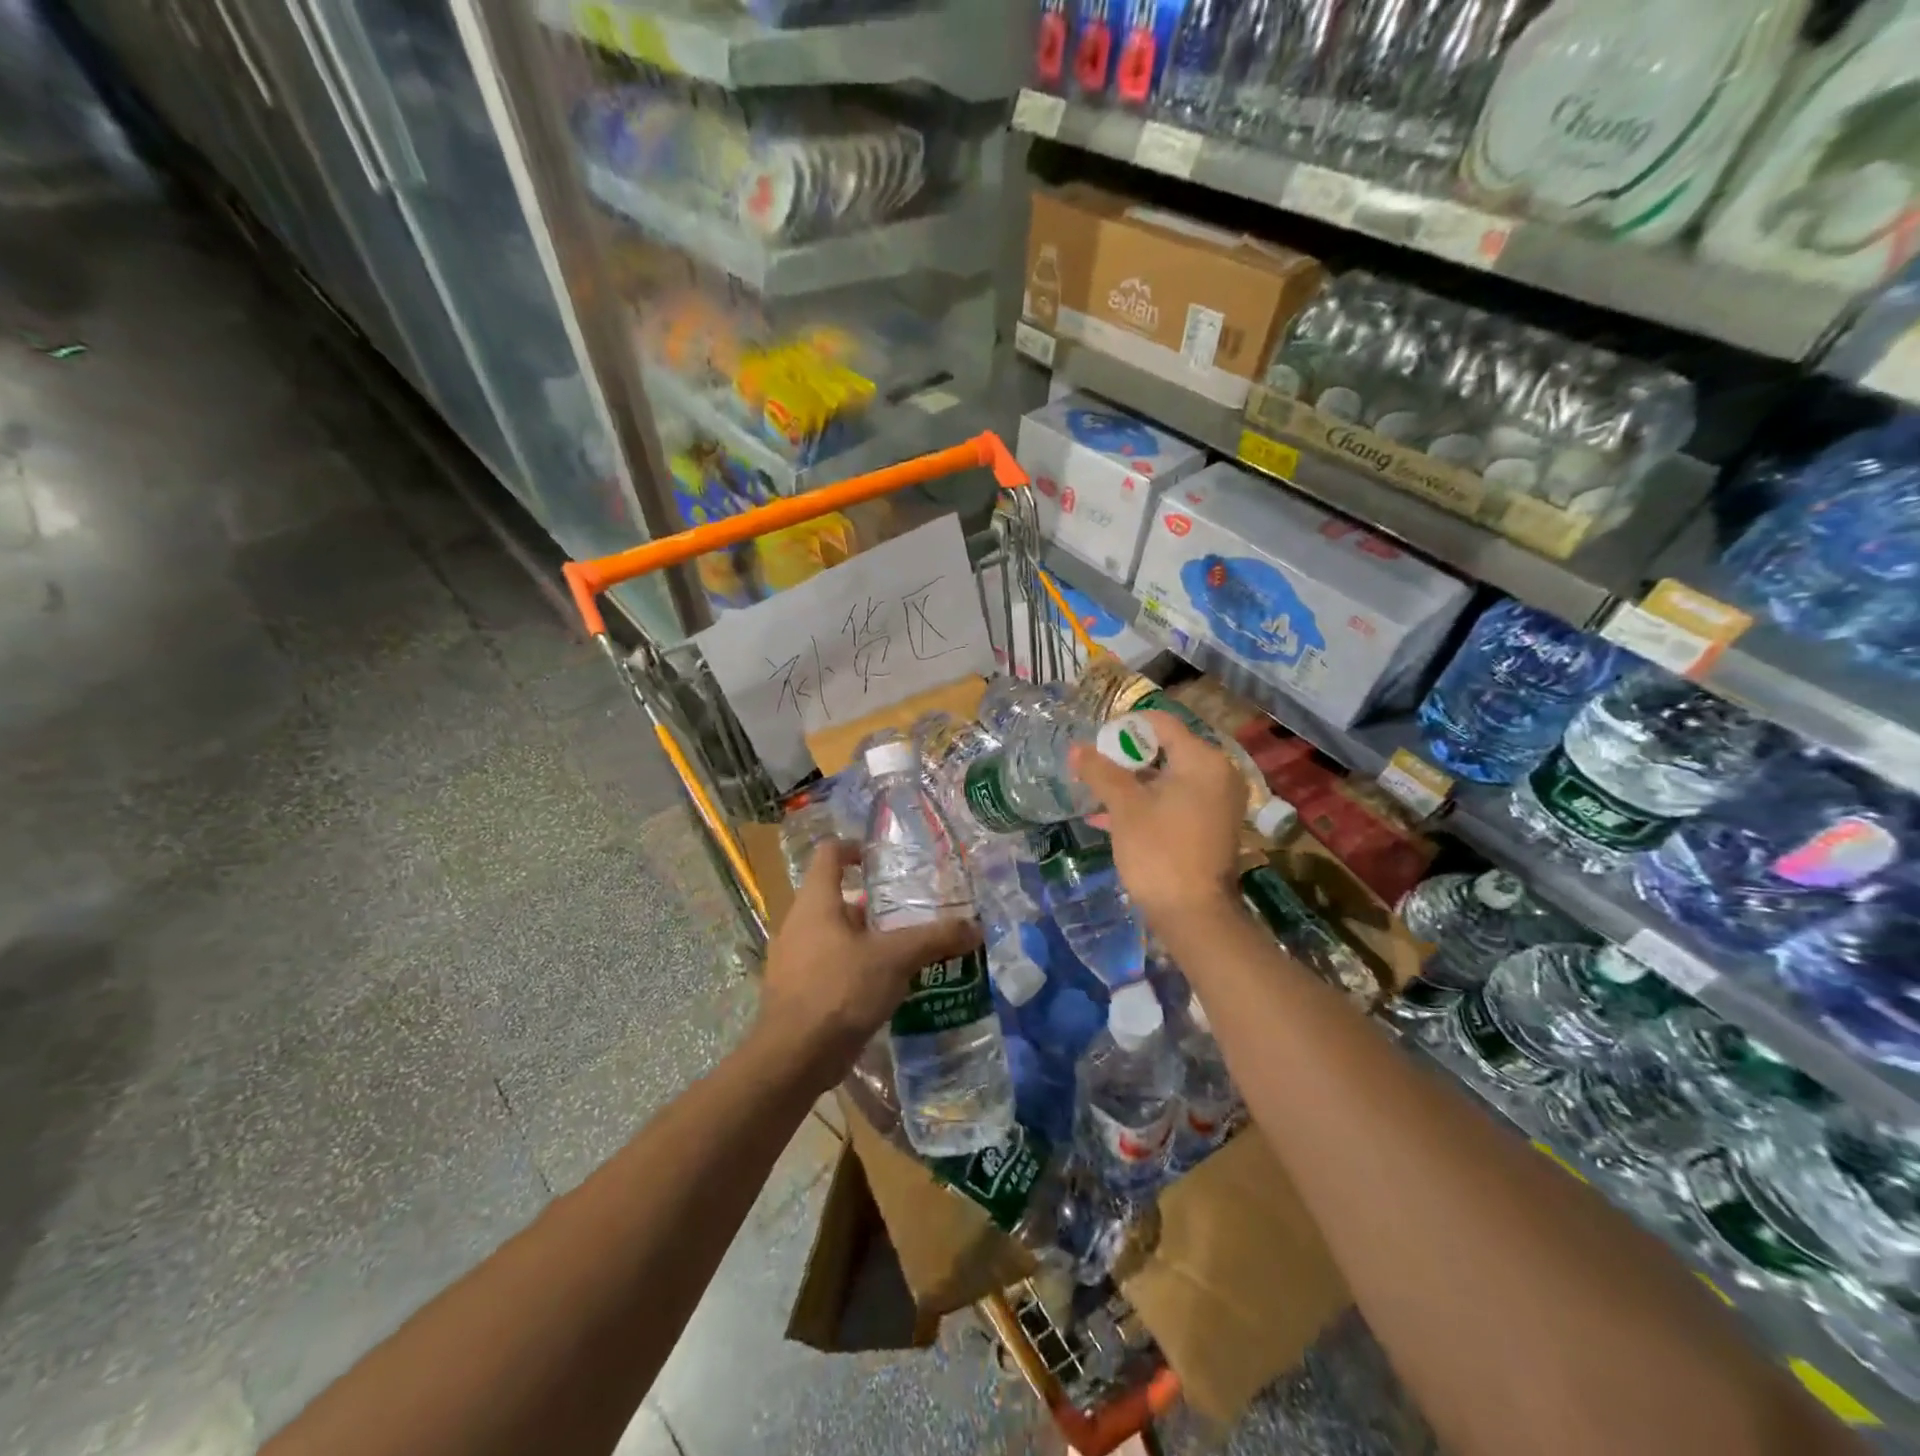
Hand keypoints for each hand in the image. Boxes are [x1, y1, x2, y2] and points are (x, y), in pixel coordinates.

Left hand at [753, 840, 978, 1091]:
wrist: (793, 1057)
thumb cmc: (840, 990)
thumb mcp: (895, 959)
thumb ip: (935, 939)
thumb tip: (975, 927)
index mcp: (816, 902)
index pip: (829, 854)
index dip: (855, 848)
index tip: (882, 859)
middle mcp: (798, 923)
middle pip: (836, 897)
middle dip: (873, 904)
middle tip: (909, 912)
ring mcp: (793, 958)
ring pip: (834, 934)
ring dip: (866, 938)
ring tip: (904, 950)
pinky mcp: (797, 990)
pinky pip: (829, 965)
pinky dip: (855, 967)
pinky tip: (884, 986)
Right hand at [1071, 709, 1244, 929]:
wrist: (1193, 914)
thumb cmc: (1159, 851)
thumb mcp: (1124, 807)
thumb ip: (1100, 772)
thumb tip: (1076, 748)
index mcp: (1203, 760)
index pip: (1161, 724)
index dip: (1125, 727)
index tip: (1096, 741)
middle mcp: (1218, 774)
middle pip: (1165, 750)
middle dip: (1124, 758)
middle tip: (1093, 767)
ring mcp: (1217, 803)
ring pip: (1167, 779)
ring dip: (1131, 784)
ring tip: (1094, 791)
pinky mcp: (1210, 827)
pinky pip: (1174, 802)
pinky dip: (1146, 804)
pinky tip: (1108, 818)